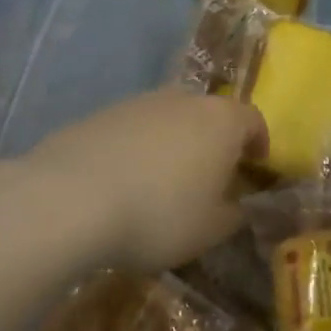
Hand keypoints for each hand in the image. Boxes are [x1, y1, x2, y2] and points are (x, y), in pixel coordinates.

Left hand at [23, 89, 267, 272]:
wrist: (70, 199)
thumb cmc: (159, 214)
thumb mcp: (210, 230)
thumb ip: (234, 215)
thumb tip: (237, 206)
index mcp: (222, 121)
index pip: (254, 120)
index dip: (259, 143)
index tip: (256, 166)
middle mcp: (184, 99)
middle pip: (210, 115)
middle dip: (214, 142)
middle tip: (210, 177)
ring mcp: (139, 102)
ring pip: (169, 119)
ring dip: (174, 144)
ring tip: (163, 183)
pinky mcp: (101, 114)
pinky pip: (133, 130)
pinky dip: (138, 150)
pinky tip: (124, 183)